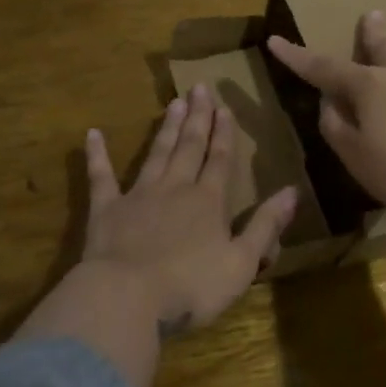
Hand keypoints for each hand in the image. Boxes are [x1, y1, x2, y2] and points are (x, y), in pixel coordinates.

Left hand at [82, 84, 296, 335]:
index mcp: (209, 202)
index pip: (219, 160)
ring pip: (156, 153)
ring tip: (173, 102)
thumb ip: (265, 225)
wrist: (127, 298)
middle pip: (189, 147)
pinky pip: (101, 176)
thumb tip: (292, 191)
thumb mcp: (242, 262)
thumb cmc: (191, 286)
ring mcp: (138, 196)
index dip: (224, 133)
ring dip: (165, 128)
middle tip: (199, 88)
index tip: (224, 107)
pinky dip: (97, 155)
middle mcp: (175, 188)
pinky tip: (92, 134)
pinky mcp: (106, 210)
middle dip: (197, 118)